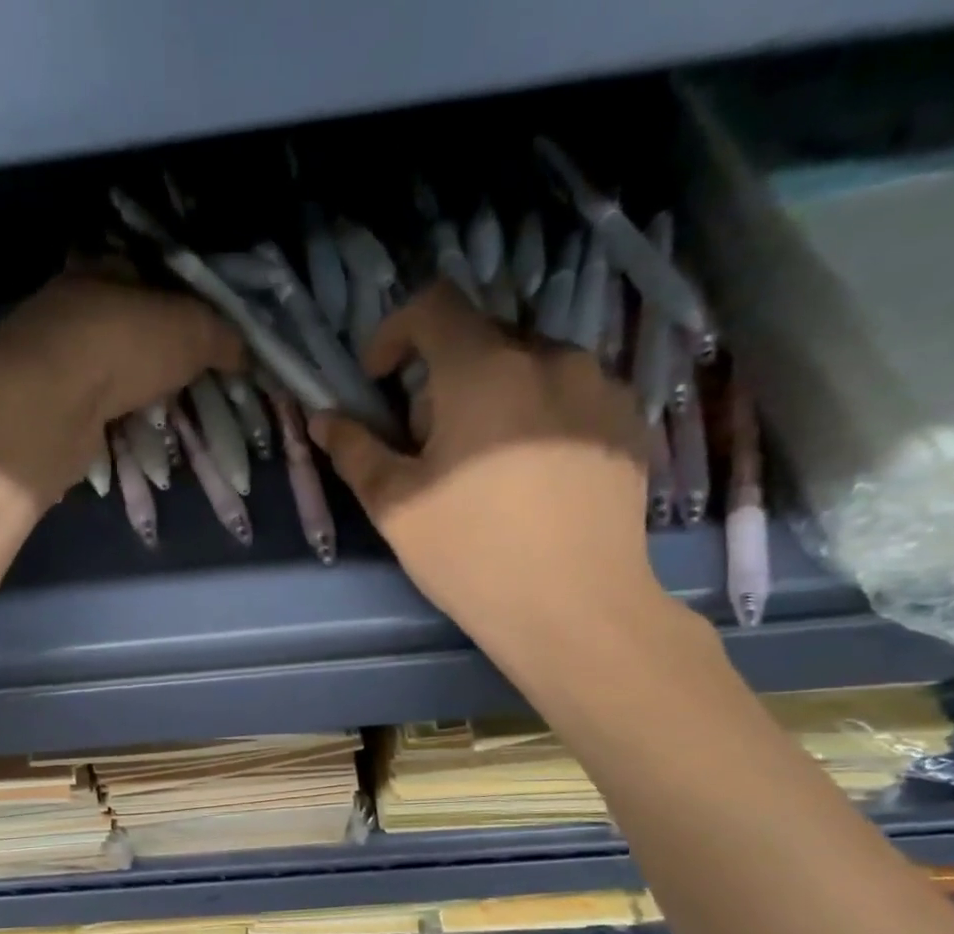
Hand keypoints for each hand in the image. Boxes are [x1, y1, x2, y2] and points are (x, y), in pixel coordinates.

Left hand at [0, 268, 242, 503]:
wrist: (52, 405)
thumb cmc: (122, 345)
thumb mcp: (190, 330)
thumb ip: (221, 337)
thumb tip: (246, 352)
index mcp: (101, 272)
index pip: (148, 277)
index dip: (183, 303)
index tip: (212, 337)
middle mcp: (72, 312)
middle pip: (130, 331)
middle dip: (163, 359)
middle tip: (200, 385)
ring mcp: (57, 365)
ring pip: (113, 378)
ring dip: (142, 398)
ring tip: (179, 420)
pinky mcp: (52, 412)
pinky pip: (99, 418)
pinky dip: (121, 429)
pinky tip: (146, 443)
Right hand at [310, 283, 658, 649]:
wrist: (576, 609)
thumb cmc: (472, 555)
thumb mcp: (396, 507)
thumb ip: (355, 451)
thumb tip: (324, 418)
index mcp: (484, 370)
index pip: (434, 305)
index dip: (395, 332)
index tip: (379, 381)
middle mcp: (550, 357)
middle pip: (480, 341)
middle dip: (441, 382)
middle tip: (428, 448)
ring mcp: (600, 387)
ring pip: (529, 368)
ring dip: (492, 399)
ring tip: (485, 468)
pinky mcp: (629, 422)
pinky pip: (571, 396)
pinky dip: (538, 417)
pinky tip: (533, 478)